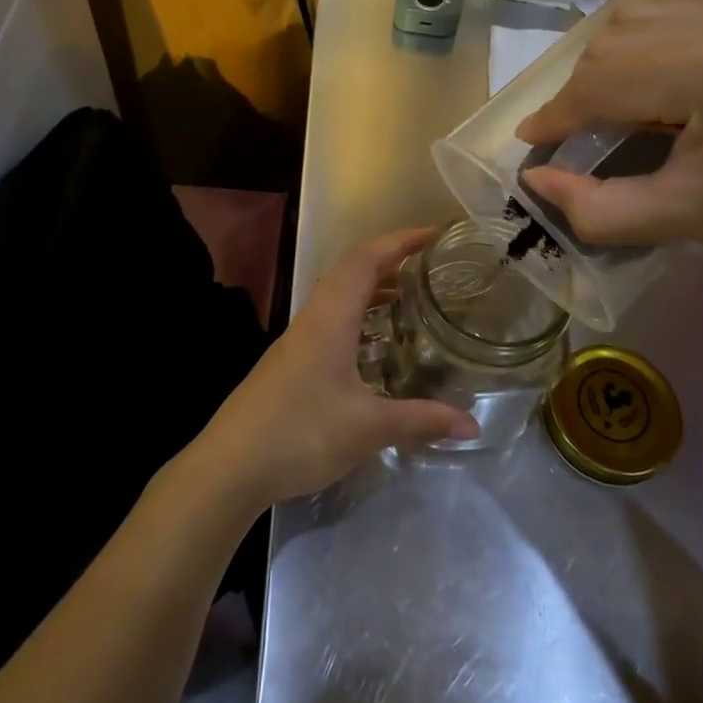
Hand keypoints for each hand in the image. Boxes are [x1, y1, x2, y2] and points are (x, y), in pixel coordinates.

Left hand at [188, 230, 480, 510]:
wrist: (229, 467)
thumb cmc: (300, 434)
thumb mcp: (367, 428)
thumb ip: (420, 420)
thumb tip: (473, 425)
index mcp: (330, 319)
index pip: (365, 260)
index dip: (399, 241)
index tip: (432, 235)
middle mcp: (312, 319)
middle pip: (351, 272)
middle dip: (389, 261)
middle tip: (427, 267)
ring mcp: (297, 341)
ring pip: (338, 298)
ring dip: (371, 290)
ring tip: (407, 299)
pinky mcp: (290, 363)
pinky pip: (330, 321)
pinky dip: (357, 317)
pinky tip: (373, 347)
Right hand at [516, 0, 702, 285]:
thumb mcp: (688, 220)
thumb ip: (600, 207)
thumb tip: (536, 179)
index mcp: (701, 72)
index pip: (597, 84)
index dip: (555, 117)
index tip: (530, 143)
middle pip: (610, 43)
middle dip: (581, 90)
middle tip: (577, 134)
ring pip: (640, 9)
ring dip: (612, 51)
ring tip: (615, 96)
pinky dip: (663, 2)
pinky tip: (664, 37)